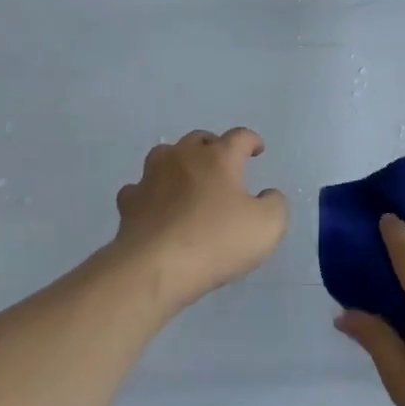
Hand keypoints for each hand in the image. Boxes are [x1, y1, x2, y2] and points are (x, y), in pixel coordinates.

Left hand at [111, 128, 289, 309]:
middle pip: (199, 139)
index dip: (251, 141)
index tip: (257, 149)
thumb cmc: (217, 241)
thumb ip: (275, 204)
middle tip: (223, 165)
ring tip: (188, 179)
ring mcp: (151, 177)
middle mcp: (182, 158)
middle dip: (213, 147)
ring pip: (165, 156)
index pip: (239, 137)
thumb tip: (266, 195)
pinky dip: (151, 192)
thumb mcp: (268, 226)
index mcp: (218, 157)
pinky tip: (156, 206)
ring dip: (179, 162)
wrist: (156, 268)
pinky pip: (140, 188)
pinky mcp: (129, 203)